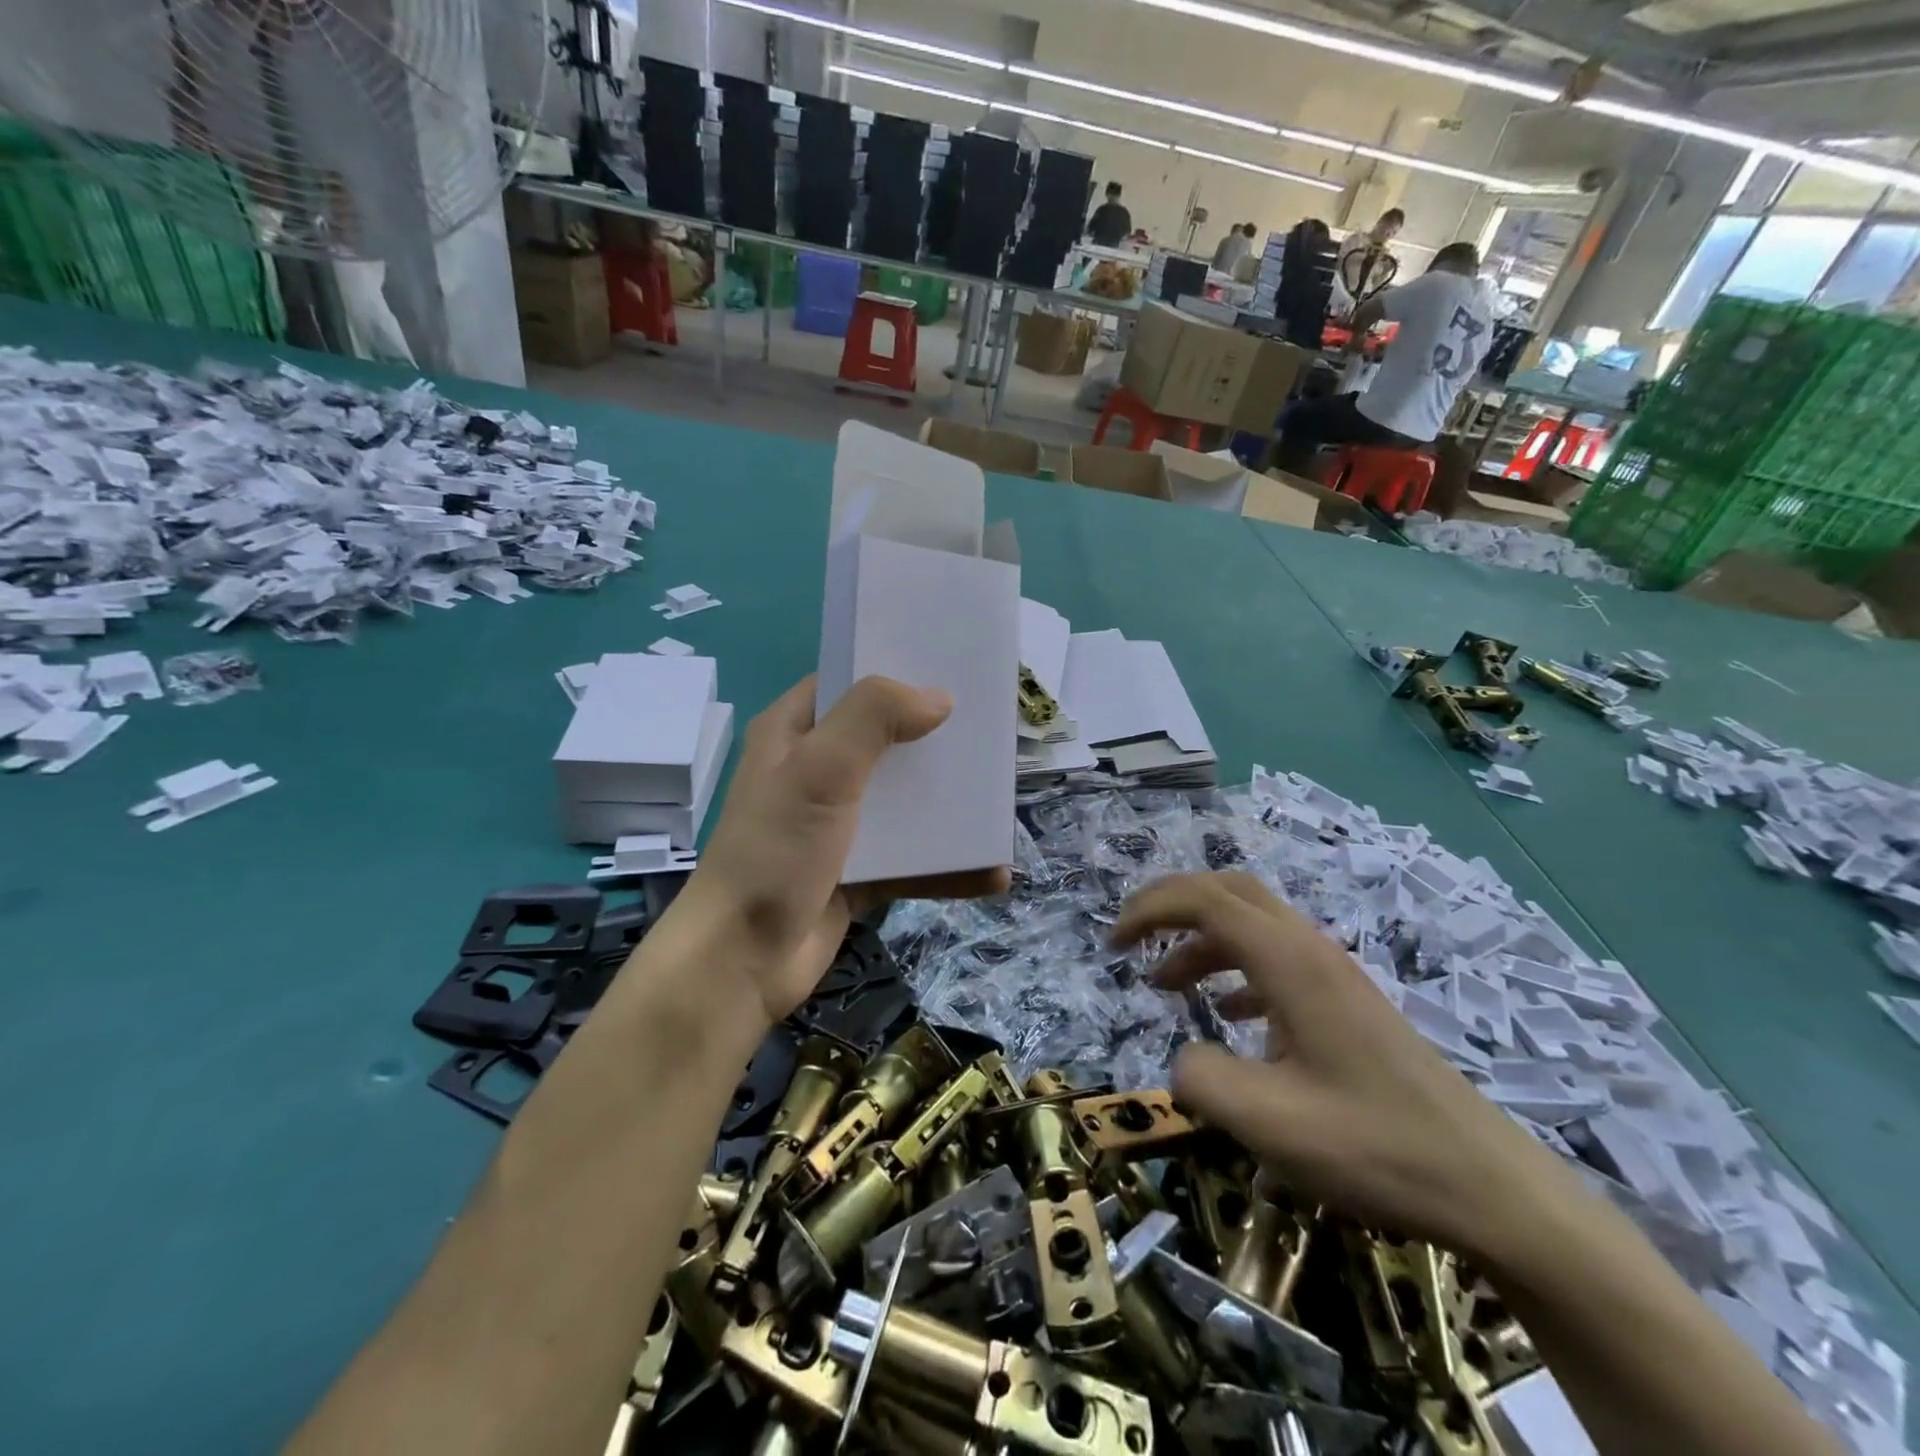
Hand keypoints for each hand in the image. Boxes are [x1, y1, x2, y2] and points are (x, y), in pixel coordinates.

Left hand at [683, 674, 1010, 1026]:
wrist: (743, 961)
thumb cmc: (775, 851)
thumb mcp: (820, 770)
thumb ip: (873, 718)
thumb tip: (937, 697)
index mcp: (793, 733)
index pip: (846, 684)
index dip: (892, 670)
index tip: (948, 667)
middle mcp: (814, 772)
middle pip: (884, 741)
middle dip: (933, 739)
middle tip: (989, 729)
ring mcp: (837, 824)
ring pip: (902, 802)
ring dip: (946, 804)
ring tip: (1000, 799)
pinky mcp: (857, 871)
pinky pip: (910, 859)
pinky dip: (945, 865)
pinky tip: (991, 874)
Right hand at [1111, 872, 1574, 1260]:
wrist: (1489, 1186)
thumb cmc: (1374, 1147)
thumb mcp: (1268, 1123)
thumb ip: (1201, 1080)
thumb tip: (1183, 1059)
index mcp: (1288, 961)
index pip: (1203, 900)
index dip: (1149, 909)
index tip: (1113, 945)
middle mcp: (1309, 950)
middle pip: (1228, 891)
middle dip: (1171, 905)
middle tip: (1130, 938)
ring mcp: (1333, 974)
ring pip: (1252, 925)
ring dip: (1200, 941)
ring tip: (1166, 985)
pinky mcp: (1346, 1002)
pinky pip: (1276, 959)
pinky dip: (1235, 970)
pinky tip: (1230, 1016)